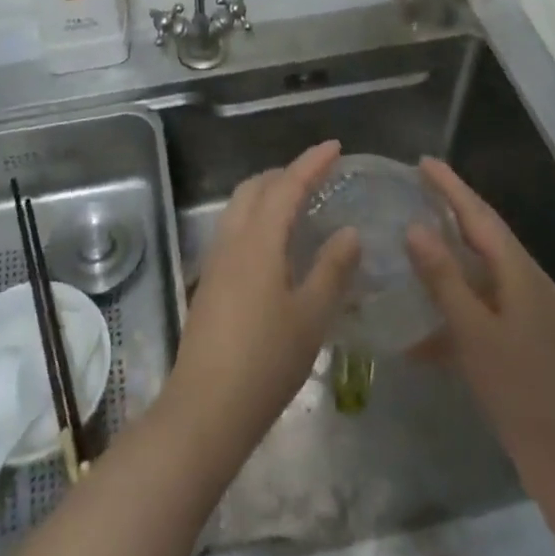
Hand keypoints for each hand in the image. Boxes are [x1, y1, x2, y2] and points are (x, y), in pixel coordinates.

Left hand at [165, 140, 360, 461]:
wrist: (206, 408)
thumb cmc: (265, 361)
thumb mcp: (311, 316)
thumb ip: (332, 269)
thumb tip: (349, 232)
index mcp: (259, 240)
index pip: (287, 185)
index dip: (311, 163)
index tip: (335, 147)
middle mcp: (233, 239)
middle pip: (256, 187)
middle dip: (286, 173)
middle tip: (318, 176)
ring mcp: (216, 259)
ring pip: (241, 206)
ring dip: (268, 194)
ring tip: (299, 204)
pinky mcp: (210, 281)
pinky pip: (235, 228)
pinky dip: (258, 217)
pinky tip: (276, 245)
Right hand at [406, 157, 554, 475]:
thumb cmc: (518, 389)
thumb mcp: (472, 332)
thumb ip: (443, 278)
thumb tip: (415, 227)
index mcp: (521, 273)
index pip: (480, 216)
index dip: (451, 187)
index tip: (424, 162)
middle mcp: (531, 282)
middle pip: (487, 235)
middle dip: (455, 209)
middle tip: (420, 188)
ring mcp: (535, 311)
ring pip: (488, 267)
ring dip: (456, 250)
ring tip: (421, 238)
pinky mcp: (531, 338)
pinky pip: (490, 299)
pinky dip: (463, 295)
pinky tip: (434, 315)